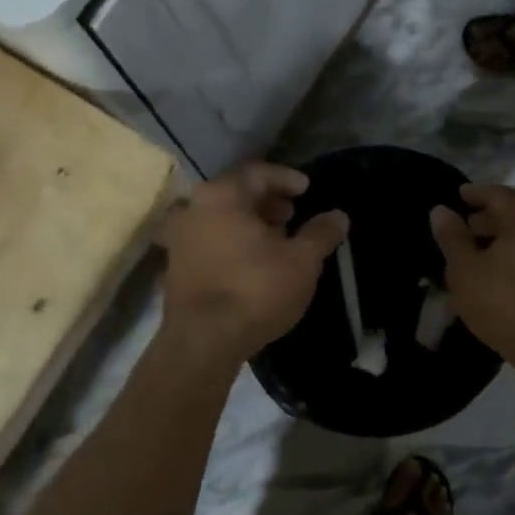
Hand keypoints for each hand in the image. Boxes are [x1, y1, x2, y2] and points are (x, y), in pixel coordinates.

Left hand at [158, 163, 348, 365]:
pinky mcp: (175, 266)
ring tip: (277, 241)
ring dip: (250, 223)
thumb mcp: (301, 261)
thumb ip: (321, 233)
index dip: (286, 178)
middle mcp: (194, 208)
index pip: (258, 172)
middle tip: (292, 215)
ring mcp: (179, 238)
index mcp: (222, 195)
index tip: (307, 190)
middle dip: (268, 201)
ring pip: (221, 218)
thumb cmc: (255, 290)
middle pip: (236, 193)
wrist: (202, 342)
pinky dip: (233, 242)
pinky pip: (209, 240)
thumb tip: (339, 216)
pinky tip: (253, 263)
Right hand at [429, 183, 514, 363]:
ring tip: (487, 249)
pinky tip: (511, 268)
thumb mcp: (465, 271)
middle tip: (470, 225)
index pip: (499, 194)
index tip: (460, 195)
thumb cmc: (503, 304)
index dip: (477, 192)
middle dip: (493, 214)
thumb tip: (441, 210)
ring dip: (509, 232)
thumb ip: (452, 237)